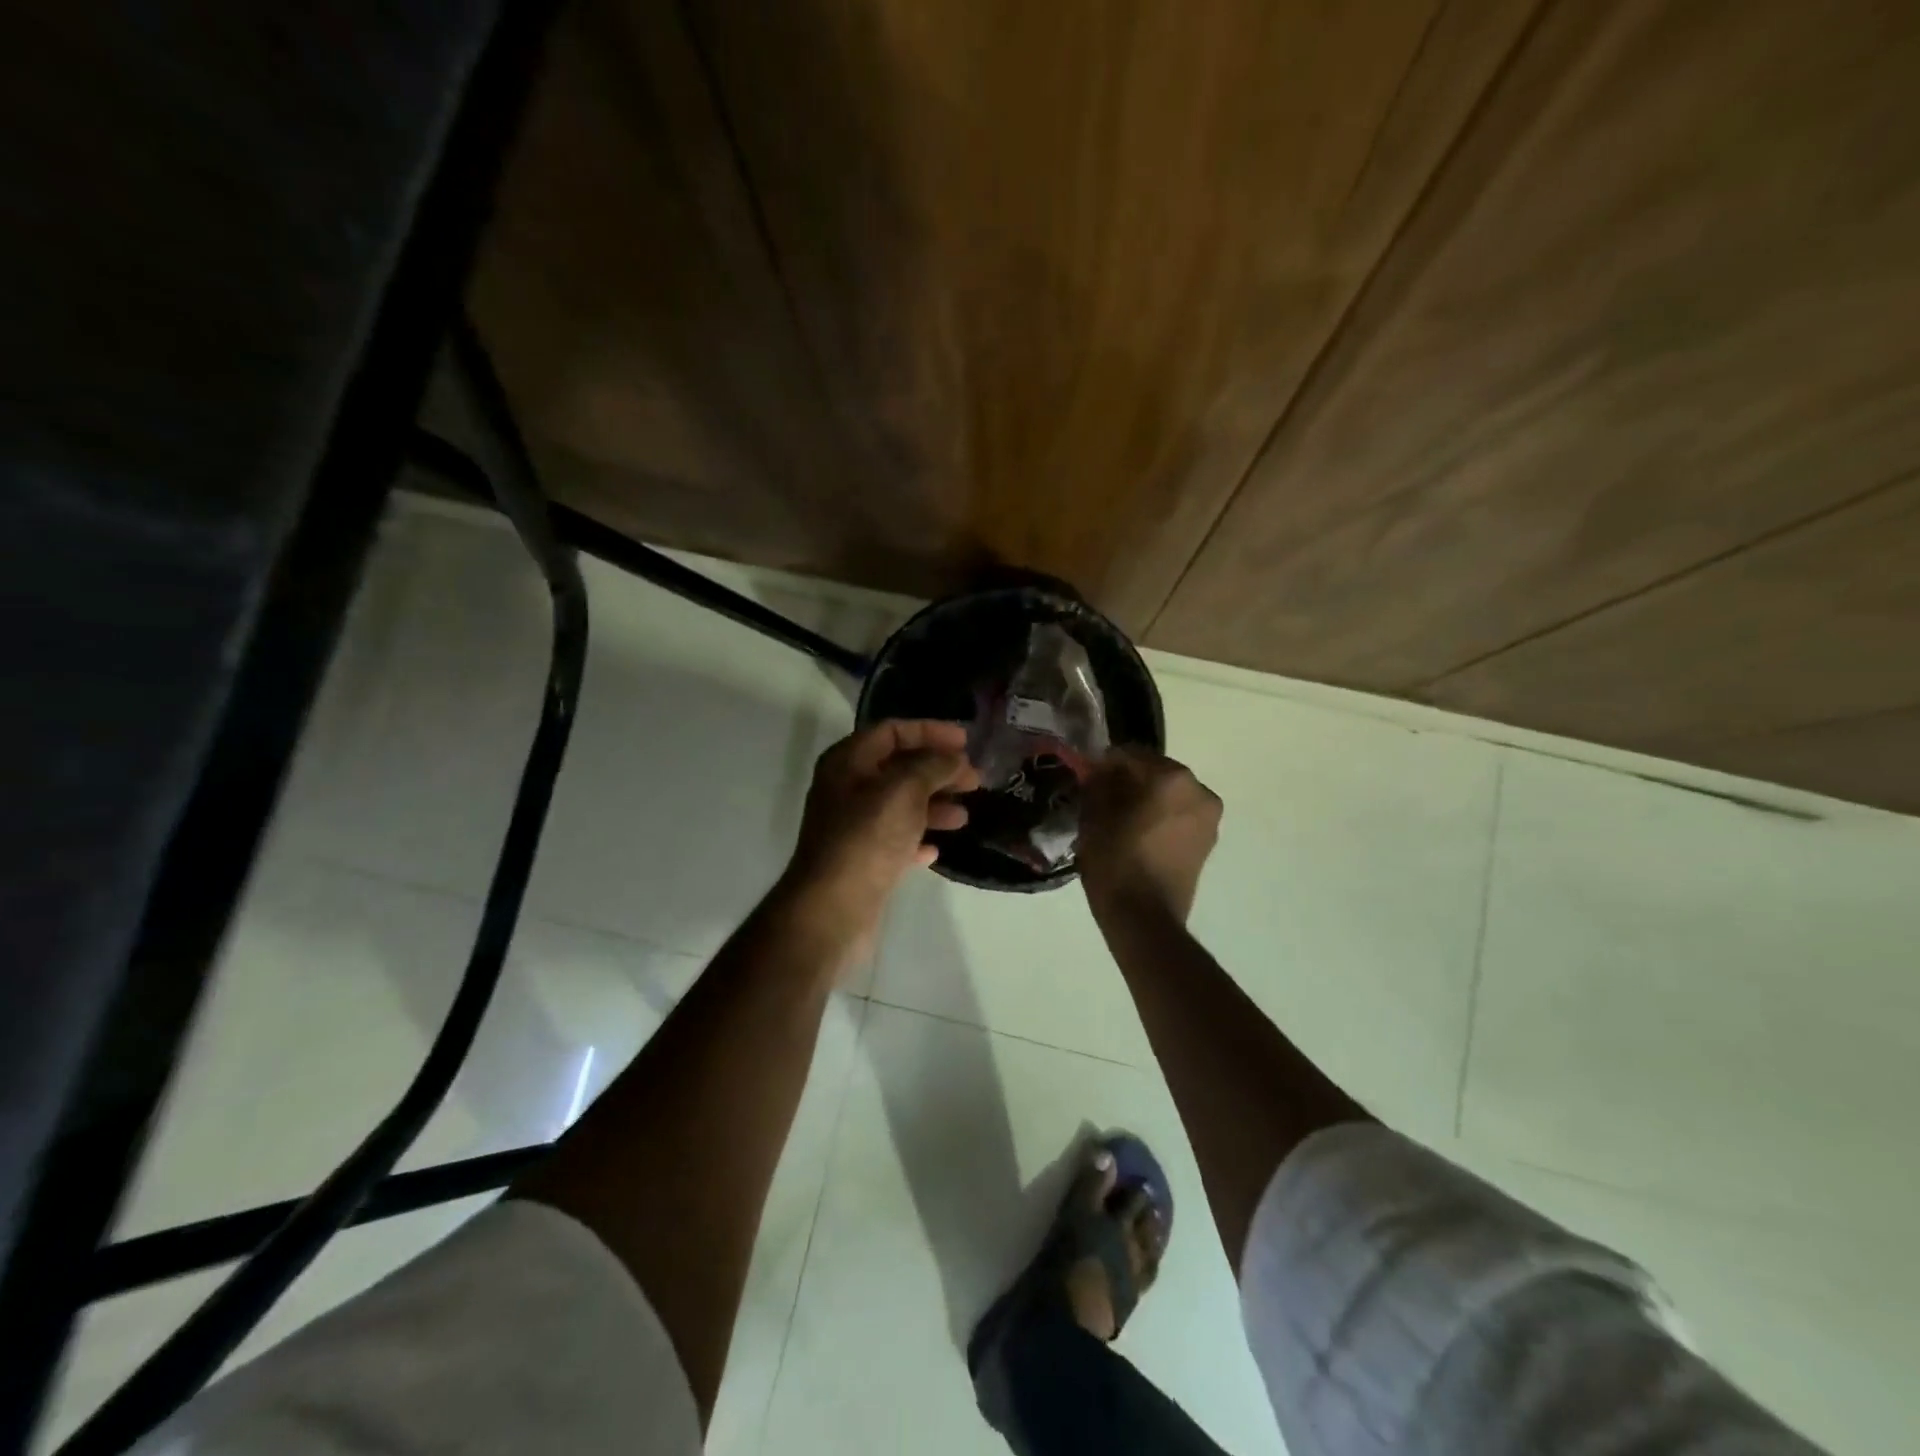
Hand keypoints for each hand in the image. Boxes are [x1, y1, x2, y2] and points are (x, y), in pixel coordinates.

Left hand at [782, 720, 980, 941]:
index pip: (891, 731)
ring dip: (933, 805)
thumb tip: (954, 758)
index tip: (966, 741)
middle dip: (938, 770)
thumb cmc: (867, 838)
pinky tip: (936, 848)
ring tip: (964, 816)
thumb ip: (932, 766)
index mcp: (848, 762)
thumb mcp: (904, 790)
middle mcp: (847, 789)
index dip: (929, 731)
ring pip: (900, 805)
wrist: (833, 909)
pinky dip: (918, 839)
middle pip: (898, 768)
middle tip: (975, 779)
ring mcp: (853, 827)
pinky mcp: (862, 861)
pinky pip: (896, 840)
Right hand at [1078, 747, 1220, 922]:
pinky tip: (1138, 834)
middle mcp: (1199, 790)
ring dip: (1146, 798)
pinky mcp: (1208, 840)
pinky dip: (1160, 817)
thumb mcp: (1094, 816)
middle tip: (1102, 796)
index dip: (1105, 763)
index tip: (1088, 776)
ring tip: (1120, 818)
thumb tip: (1101, 771)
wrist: (1144, 918)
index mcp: (1171, 778)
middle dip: (1130, 780)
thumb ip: (1098, 783)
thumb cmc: (1115, 862)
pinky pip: (1179, 815)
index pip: (1130, 754)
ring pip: (1169, 794)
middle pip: (1155, 771)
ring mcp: (1208, 817)